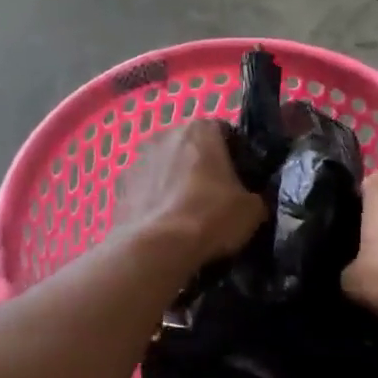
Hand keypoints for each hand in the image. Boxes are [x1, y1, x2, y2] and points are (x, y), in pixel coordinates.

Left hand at [113, 121, 264, 264]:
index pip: (227, 133)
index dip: (237, 156)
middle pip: (194, 148)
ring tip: (190, 216)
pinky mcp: (122, 186)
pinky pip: (148, 189)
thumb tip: (253, 201)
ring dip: (178, 183)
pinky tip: (166, 226)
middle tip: (218, 198)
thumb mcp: (252, 209)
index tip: (243, 180)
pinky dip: (157, 201)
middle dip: (205, 168)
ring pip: (168, 167)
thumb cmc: (210, 216)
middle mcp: (167, 134)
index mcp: (202, 129)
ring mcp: (140, 159)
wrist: (156, 248)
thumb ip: (256, 196)